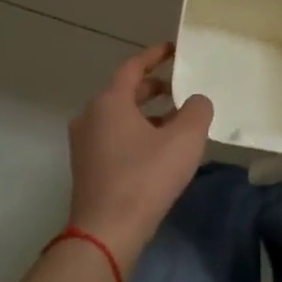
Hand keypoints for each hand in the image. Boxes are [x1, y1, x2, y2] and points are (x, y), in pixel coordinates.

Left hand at [66, 43, 212, 266]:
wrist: (107, 231)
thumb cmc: (145, 177)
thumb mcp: (185, 139)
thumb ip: (197, 111)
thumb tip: (196, 101)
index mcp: (109, 102)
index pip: (133, 67)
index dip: (155, 56)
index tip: (174, 50)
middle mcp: (90, 116)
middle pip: (124, 92)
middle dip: (153, 88)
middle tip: (179, 89)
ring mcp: (84, 144)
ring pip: (119, 117)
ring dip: (147, 115)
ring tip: (176, 123)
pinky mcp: (87, 168)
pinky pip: (114, 138)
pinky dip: (136, 134)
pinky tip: (159, 152)